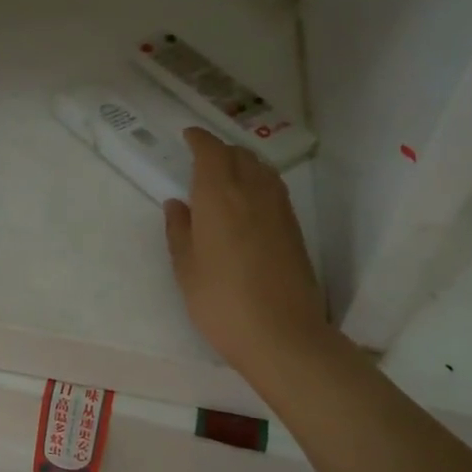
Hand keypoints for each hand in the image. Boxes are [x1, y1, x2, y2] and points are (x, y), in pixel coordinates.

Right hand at [165, 127, 327, 380]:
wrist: (282, 335)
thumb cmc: (221, 301)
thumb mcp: (186, 268)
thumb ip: (179, 230)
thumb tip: (177, 204)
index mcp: (219, 195)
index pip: (211, 151)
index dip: (199, 139)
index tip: (188, 135)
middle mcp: (252, 192)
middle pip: (239, 154)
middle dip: (220, 149)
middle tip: (202, 159)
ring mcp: (279, 209)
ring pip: (261, 168)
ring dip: (242, 163)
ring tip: (226, 176)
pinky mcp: (294, 228)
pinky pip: (274, 188)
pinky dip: (258, 182)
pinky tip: (248, 202)